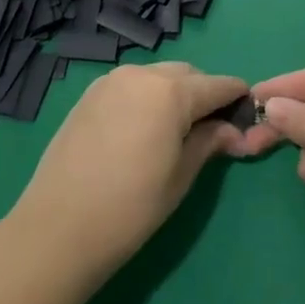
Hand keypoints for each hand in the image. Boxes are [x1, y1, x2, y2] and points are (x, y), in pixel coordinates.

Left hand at [10, 62, 247, 276]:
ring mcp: (112, 80)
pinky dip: (146, 97)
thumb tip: (234, 131)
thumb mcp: (180, 177)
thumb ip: (209, 142)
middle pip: (187, 75)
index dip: (236, 97)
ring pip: (158, 76)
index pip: (217, 85)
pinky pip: (132, 85)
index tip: (247, 115)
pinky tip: (142, 130)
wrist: (57, 229)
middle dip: (204, 94)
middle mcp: (143, 73)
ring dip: (174, 94)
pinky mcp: (90, 93)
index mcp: (171, 91)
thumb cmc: (130, 208)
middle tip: (210, 130)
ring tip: (174, 131)